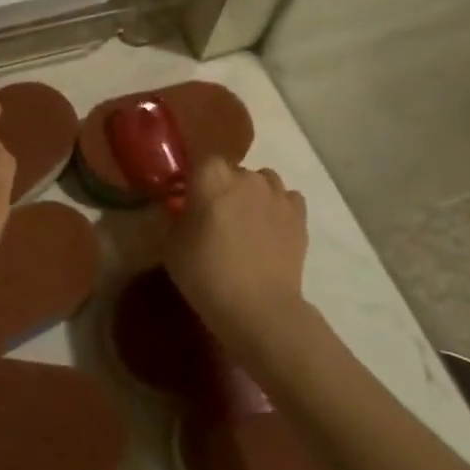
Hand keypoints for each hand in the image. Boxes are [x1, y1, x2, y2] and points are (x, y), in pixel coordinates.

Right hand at [165, 158, 313, 354]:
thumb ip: (173, 217)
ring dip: (252, 194)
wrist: (258, 307)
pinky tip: (270, 228)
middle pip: (231, 171)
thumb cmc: (205, 272)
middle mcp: (245, 175)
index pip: (199, 161)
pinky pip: (287, 199)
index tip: (187, 201)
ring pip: (262, 181)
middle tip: (214, 217)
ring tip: (245, 222)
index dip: (194, 181)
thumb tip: (178, 208)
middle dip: (222, 187)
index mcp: (210, 176)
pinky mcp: (299, 216)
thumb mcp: (170, 245)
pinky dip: (278, 207)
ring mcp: (276, 194)